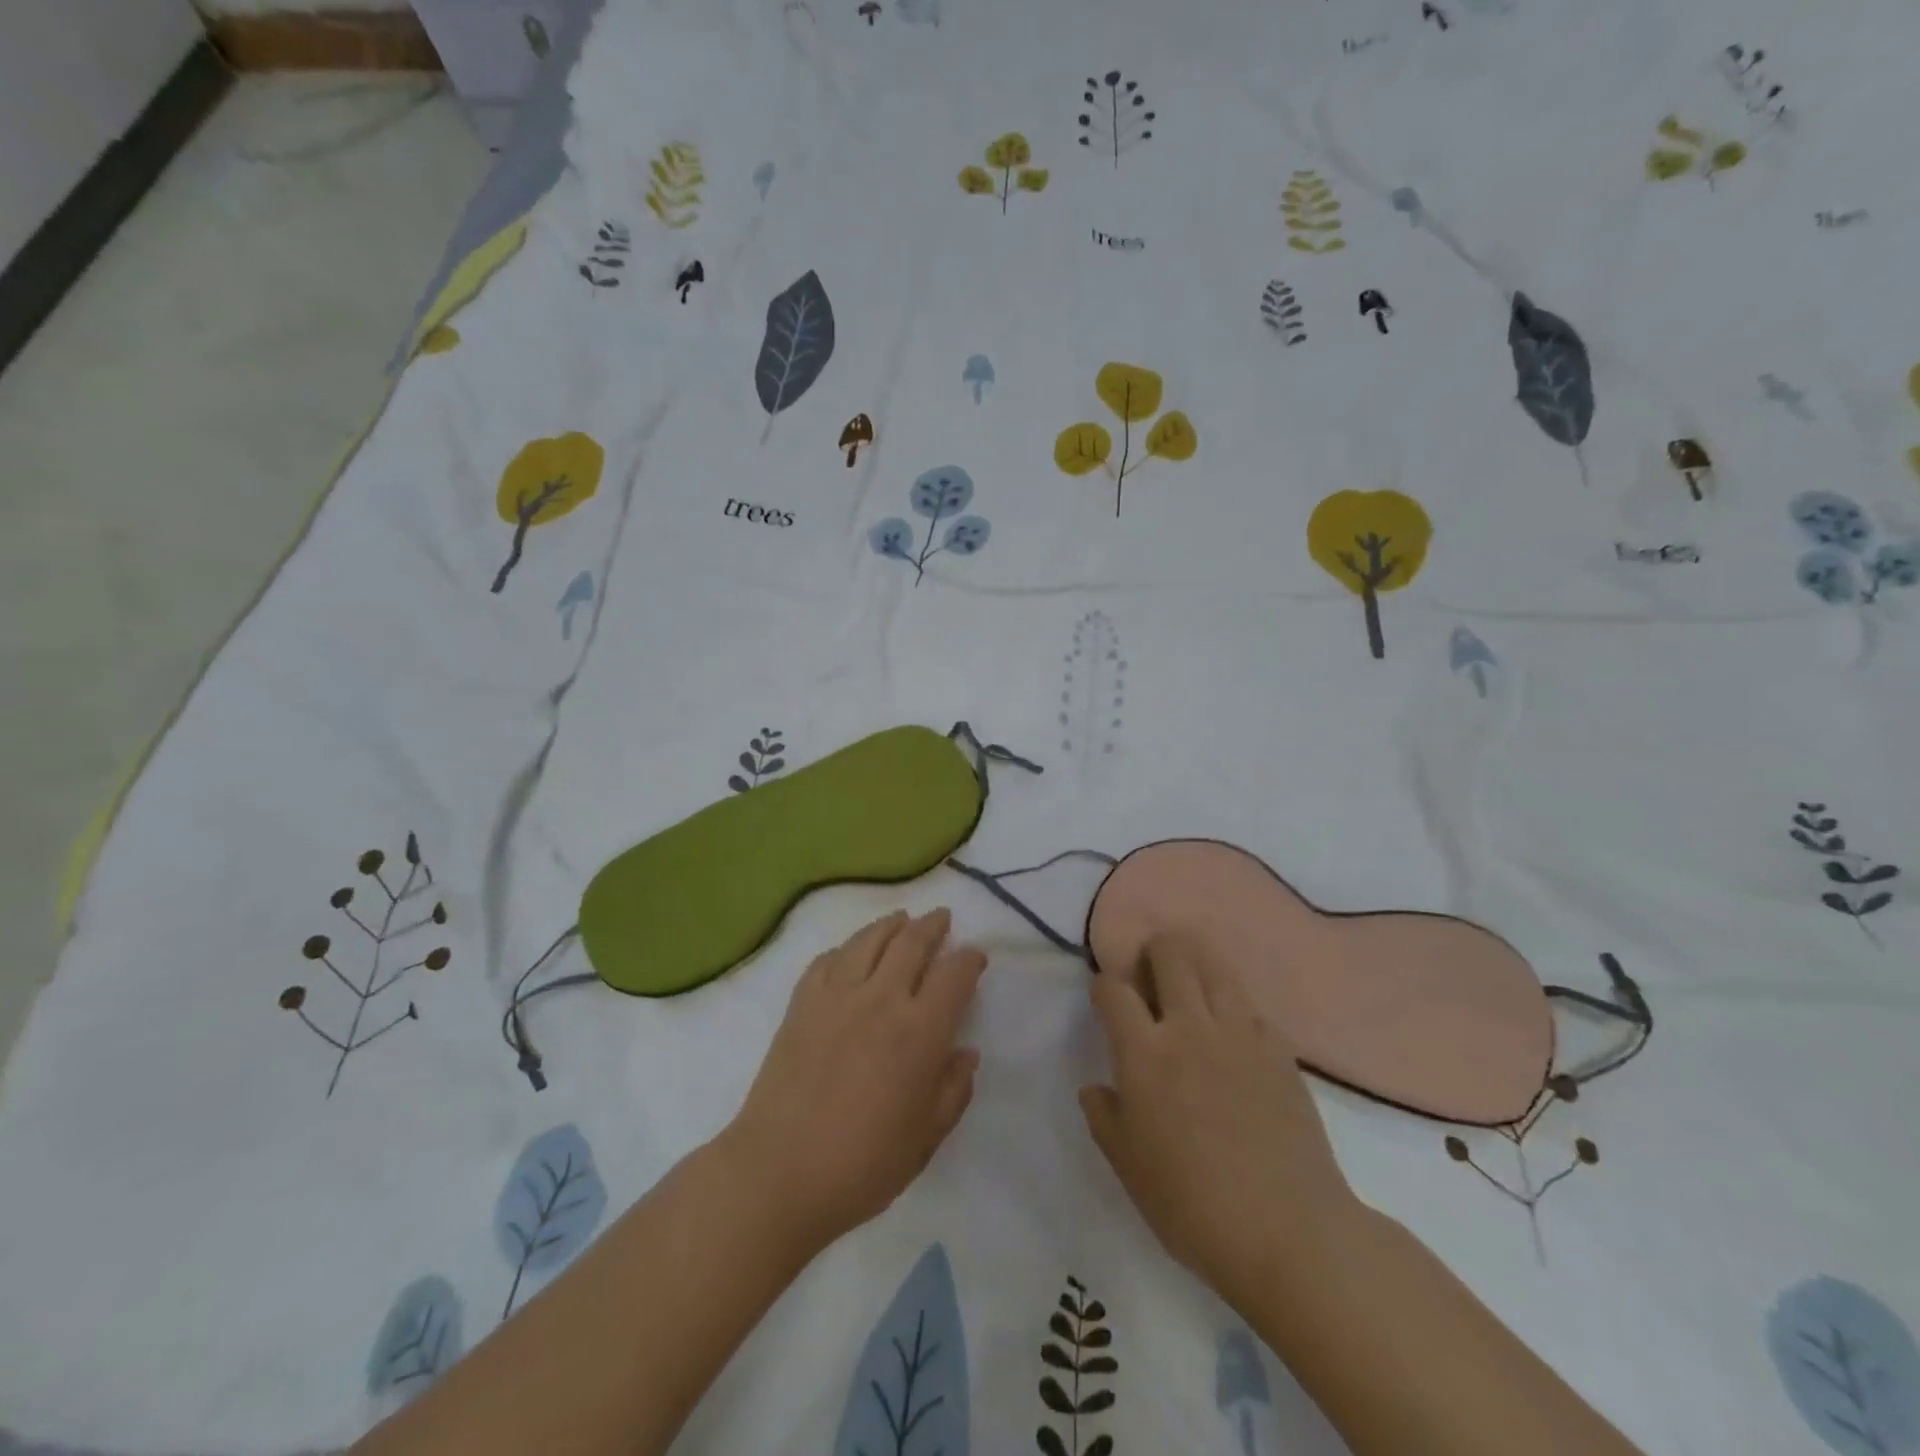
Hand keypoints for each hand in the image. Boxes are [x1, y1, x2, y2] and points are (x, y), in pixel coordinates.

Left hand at [723, 910, 985, 1253]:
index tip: (975, 958)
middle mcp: (881, 999)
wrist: (778, 1173)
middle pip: (912, 942)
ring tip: (901, 919)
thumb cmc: (862, 1165)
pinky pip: (827, 959)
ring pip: (869, 940)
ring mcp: (836, 995)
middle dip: (932, 926)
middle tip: (942, 918)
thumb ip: (953, 1091)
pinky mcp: (801, 1002)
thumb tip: (966, 1053)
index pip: (954, 975)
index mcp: (919, 1032)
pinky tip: (850, 952)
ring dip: (891, 924)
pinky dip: (845, 948)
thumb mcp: (925, 1138)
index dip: (970, 960)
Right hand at [1079, 933, 1356, 1305]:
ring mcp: (1240, 1033)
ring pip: (1214, 966)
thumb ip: (1104, 1117)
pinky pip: (1251, 1006)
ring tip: (1190, 984)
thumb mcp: (1128, 1168)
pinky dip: (1234, 1006)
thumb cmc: (1193, 1205)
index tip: (1105, 998)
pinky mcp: (1279, 1049)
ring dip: (1195, 963)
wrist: (1289, 1233)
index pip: (1114, 989)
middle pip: (1170, 954)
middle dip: (1153, 951)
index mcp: (1145, 1054)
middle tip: (1150, 975)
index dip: (1104, 985)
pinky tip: (1232, 1031)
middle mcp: (1190, 1028)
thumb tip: (1096, 1087)